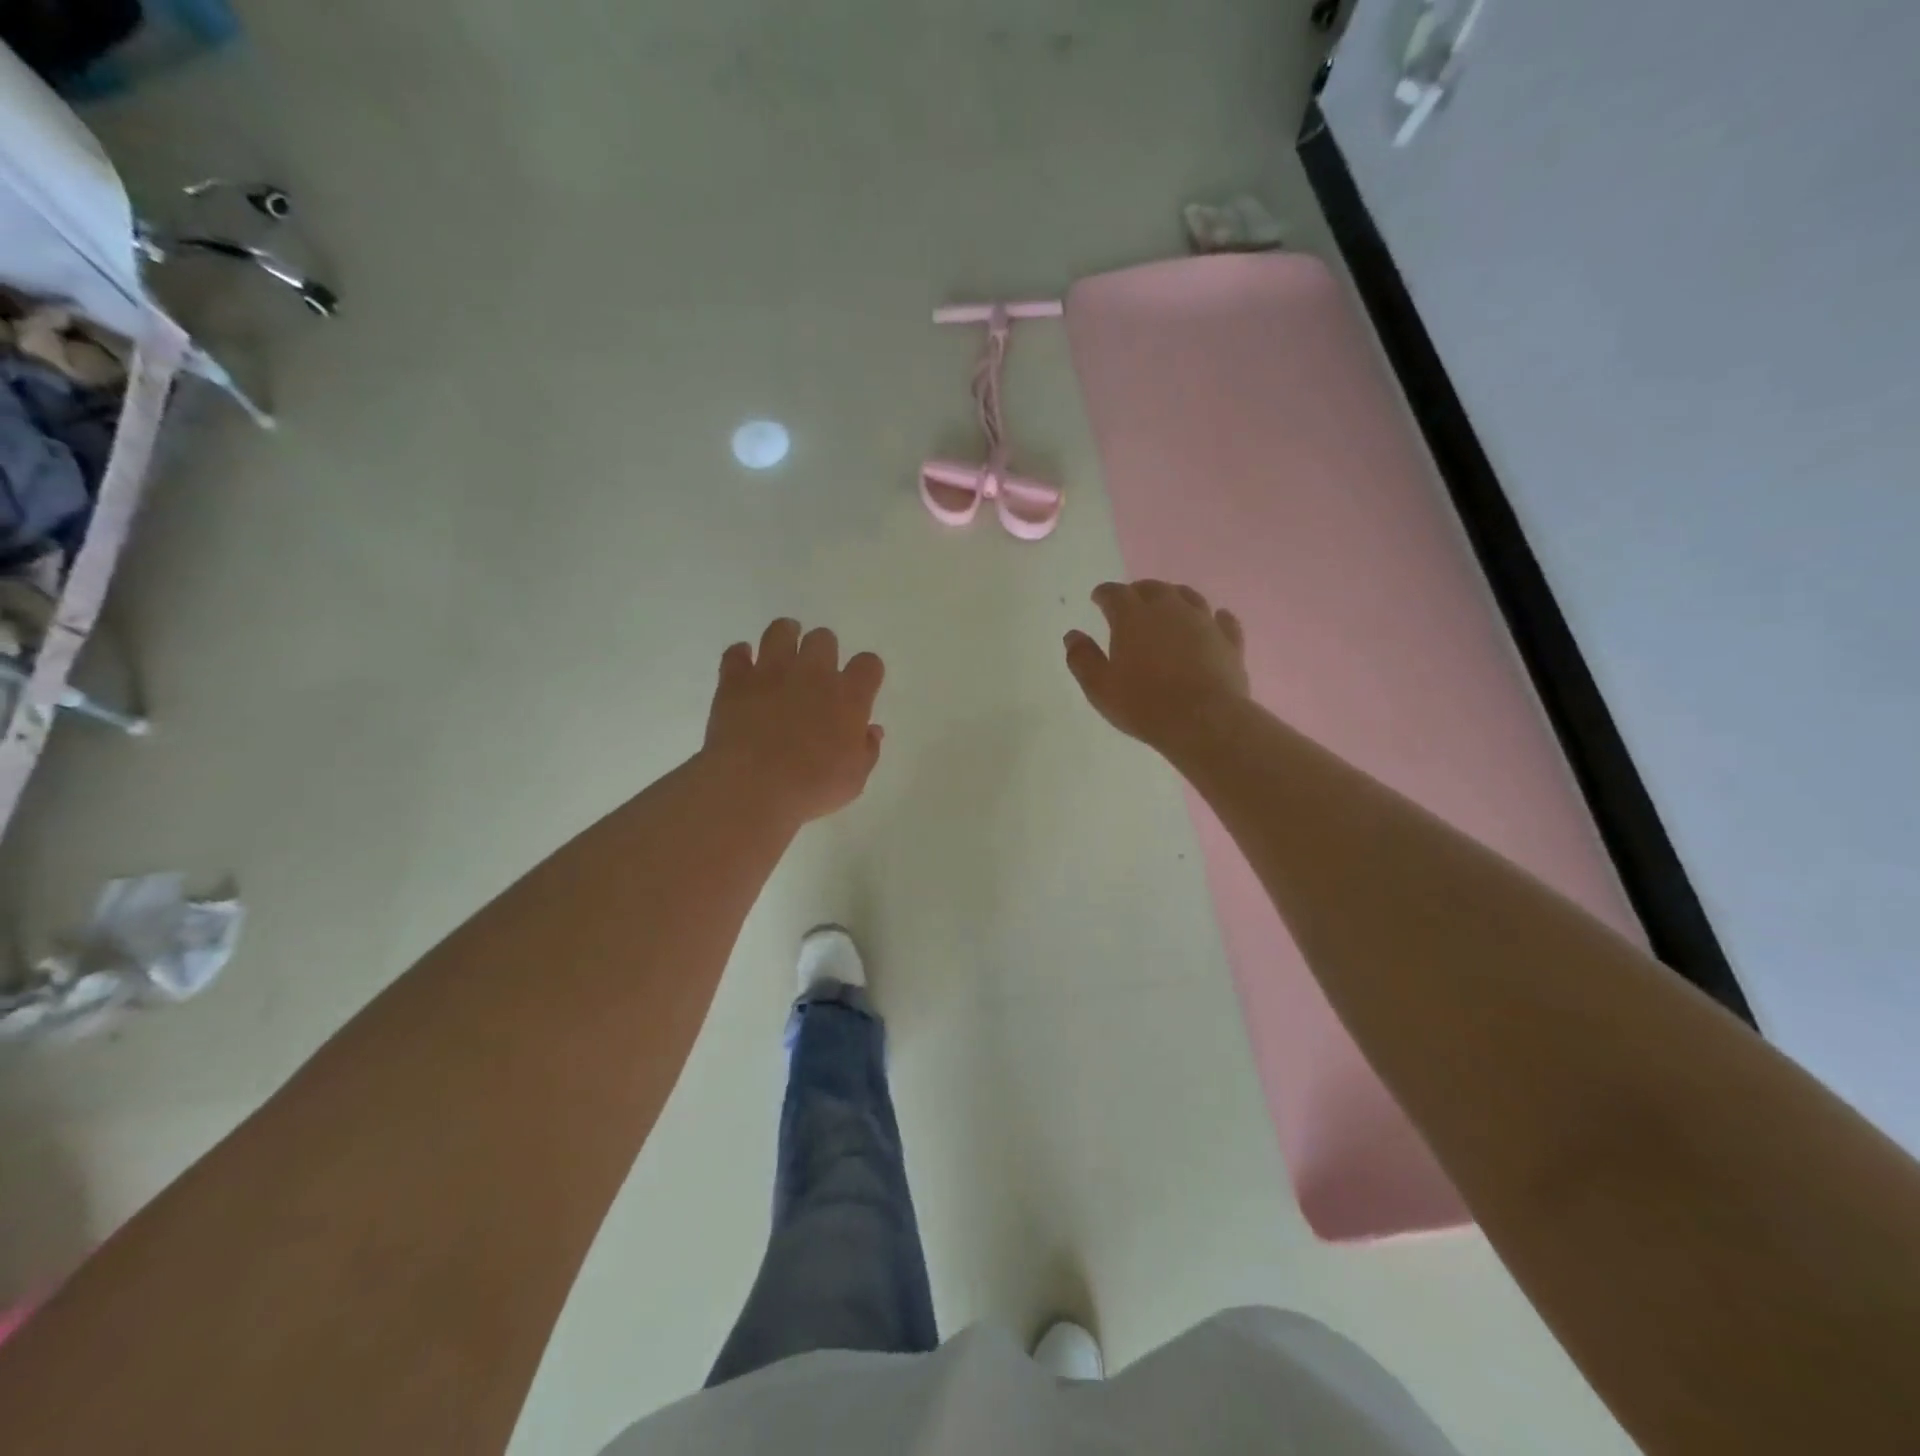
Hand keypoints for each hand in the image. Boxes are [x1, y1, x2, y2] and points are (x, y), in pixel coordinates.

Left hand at [703, 619, 885, 824]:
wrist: (753, 787)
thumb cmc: (812, 787)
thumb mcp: (854, 779)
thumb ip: (867, 750)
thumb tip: (871, 731)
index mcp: (849, 697)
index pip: (868, 664)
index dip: (867, 670)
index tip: (861, 684)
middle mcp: (814, 674)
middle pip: (824, 639)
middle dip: (823, 650)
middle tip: (817, 670)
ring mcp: (772, 672)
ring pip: (781, 631)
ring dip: (785, 636)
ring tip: (784, 650)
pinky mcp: (736, 680)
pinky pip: (735, 653)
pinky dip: (740, 655)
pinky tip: (743, 663)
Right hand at [1064, 580, 1249, 752]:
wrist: (1203, 721)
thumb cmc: (1143, 704)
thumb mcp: (1100, 687)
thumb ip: (1082, 658)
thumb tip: (1072, 636)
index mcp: (1132, 616)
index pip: (1114, 593)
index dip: (1104, 594)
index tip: (1098, 598)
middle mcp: (1169, 609)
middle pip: (1152, 588)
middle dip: (1138, 591)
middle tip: (1131, 601)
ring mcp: (1203, 622)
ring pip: (1188, 597)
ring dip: (1174, 597)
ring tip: (1168, 605)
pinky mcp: (1229, 640)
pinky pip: (1222, 620)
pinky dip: (1214, 618)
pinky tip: (1214, 620)